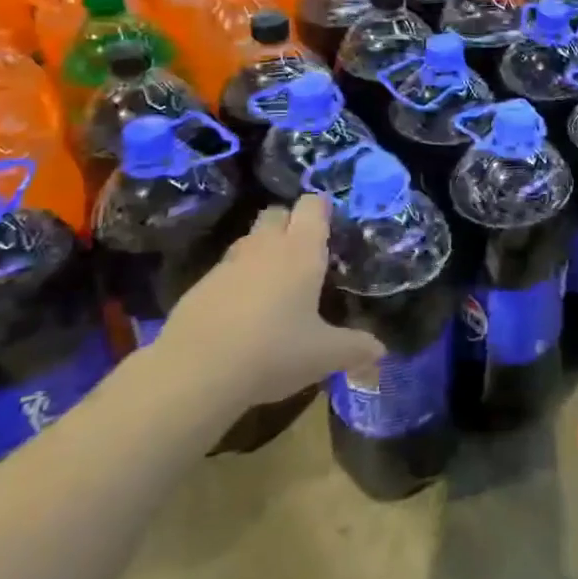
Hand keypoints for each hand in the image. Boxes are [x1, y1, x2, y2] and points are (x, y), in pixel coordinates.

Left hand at [160, 197, 383, 410]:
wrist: (196, 373)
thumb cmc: (274, 352)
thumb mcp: (325, 355)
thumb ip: (356, 349)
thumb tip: (381, 351)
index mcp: (301, 251)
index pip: (312, 205)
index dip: (321, 209)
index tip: (331, 225)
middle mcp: (265, 247)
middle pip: (277, 213)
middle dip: (290, 223)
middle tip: (304, 252)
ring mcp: (228, 264)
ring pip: (249, 239)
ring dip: (262, 250)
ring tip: (275, 284)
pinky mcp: (199, 286)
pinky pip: (225, 270)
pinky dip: (237, 281)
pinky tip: (242, 313)